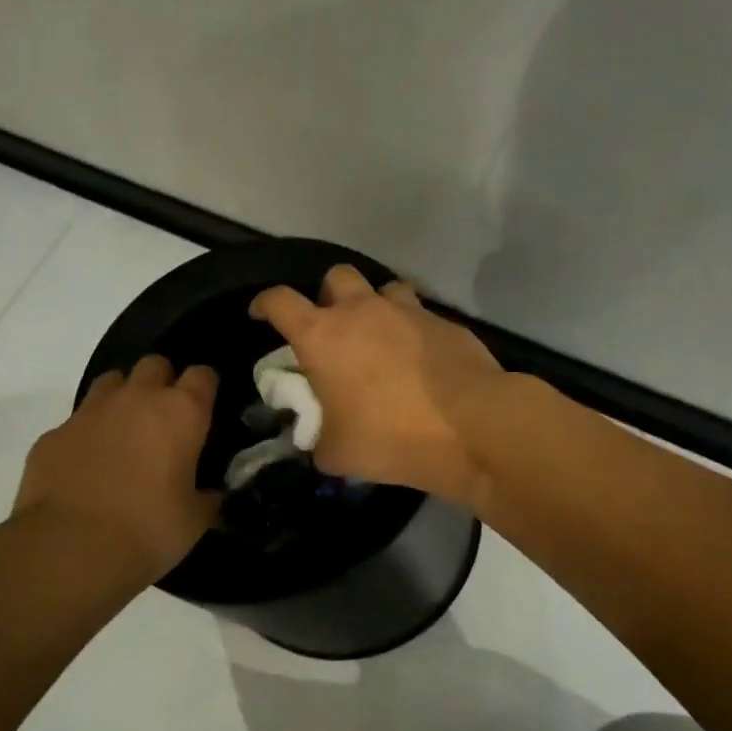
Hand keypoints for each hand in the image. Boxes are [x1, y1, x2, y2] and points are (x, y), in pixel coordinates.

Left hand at [9, 356, 219, 580]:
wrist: (69, 549)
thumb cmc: (148, 530)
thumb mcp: (195, 520)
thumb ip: (208, 497)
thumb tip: (211, 493)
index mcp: (181, 413)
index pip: (202, 375)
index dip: (206, 388)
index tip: (206, 410)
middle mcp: (136, 399)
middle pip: (154, 365)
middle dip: (163, 383)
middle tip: (166, 420)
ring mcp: (90, 412)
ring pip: (112, 382)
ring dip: (123, 399)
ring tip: (126, 434)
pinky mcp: (53, 434)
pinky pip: (77, 421)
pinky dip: (87, 435)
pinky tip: (88, 467)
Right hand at [249, 265, 508, 506]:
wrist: (470, 426)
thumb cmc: (391, 438)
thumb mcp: (337, 454)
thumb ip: (319, 439)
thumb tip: (322, 439)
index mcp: (322, 336)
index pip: (279, 301)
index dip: (264, 304)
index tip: (261, 315)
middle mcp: (362, 311)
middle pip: (335, 276)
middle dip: (327, 296)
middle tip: (332, 329)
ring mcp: (408, 311)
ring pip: (382, 288)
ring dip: (374, 307)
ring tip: (380, 338)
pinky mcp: (445, 322)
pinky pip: (419, 314)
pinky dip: (411, 329)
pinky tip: (419, 358)